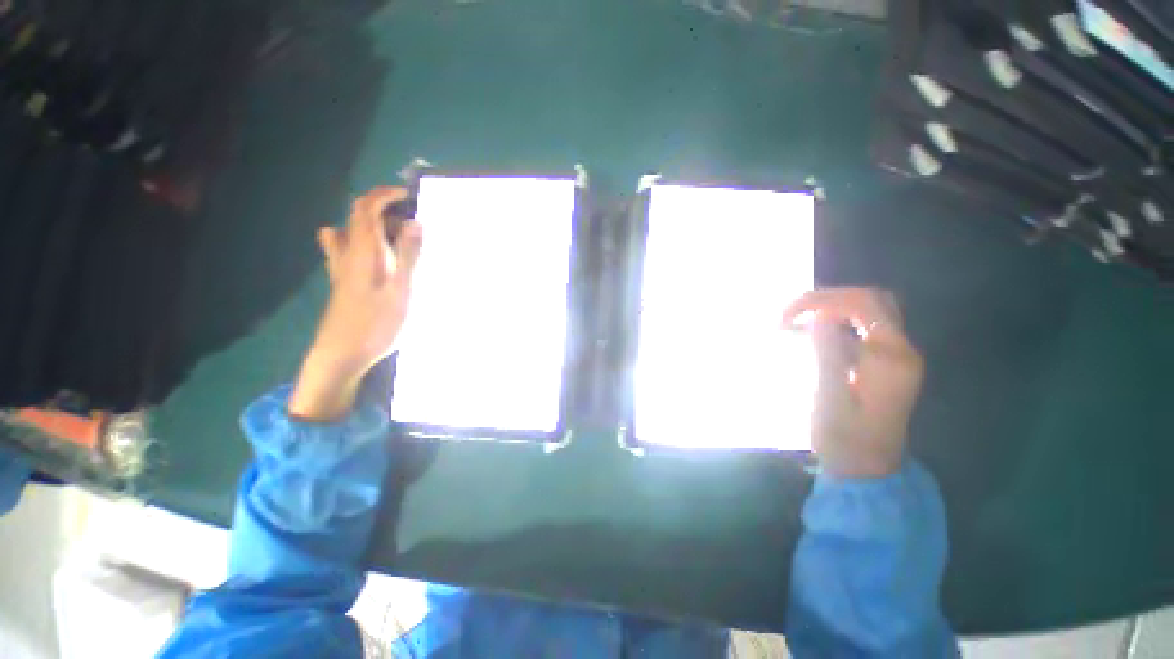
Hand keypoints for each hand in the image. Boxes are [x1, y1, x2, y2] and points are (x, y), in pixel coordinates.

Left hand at [289, 187, 422, 420]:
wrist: (341, 355)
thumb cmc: (377, 323)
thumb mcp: (402, 289)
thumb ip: (408, 255)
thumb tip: (415, 222)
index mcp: (364, 250)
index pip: (366, 207)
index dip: (385, 194)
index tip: (409, 196)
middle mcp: (348, 253)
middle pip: (358, 217)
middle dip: (384, 211)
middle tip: (414, 226)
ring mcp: (342, 268)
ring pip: (351, 233)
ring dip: (373, 228)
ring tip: (398, 240)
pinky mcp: (343, 283)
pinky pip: (349, 251)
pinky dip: (364, 245)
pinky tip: (380, 261)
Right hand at [784, 288, 923, 477]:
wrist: (866, 470)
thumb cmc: (844, 441)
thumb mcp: (829, 400)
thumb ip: (827, 356)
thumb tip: (819, 317)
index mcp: (891, 359)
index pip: (865, 305)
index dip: (824, 300)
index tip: (788, 315)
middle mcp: (900, 351)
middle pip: (871, 302)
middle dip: (827, 300)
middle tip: (791, 314)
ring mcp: (894, 357)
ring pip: (867, 312)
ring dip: (830, 309)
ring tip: (795, 322)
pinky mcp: (882, 364)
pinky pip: (860, 330)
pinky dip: (833, 324)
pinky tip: (809, 337)